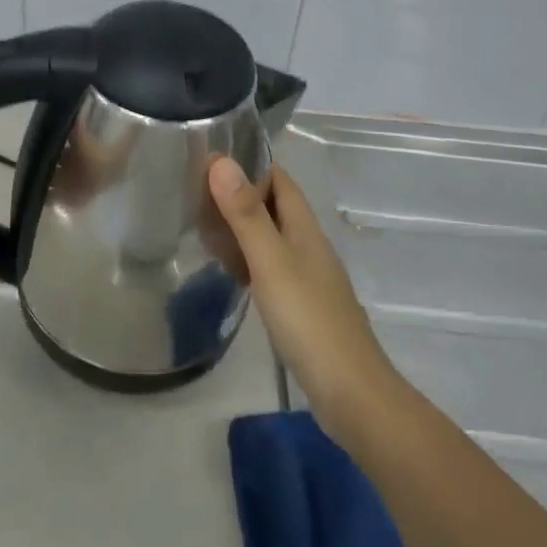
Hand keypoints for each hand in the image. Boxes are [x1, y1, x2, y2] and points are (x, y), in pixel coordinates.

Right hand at [207, 158, 400, 443]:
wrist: (350, 392)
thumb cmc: (308, 319)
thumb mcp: (270, 262)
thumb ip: (246, 214)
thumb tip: (222, 161)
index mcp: (305, 228)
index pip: (280, 180)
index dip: (251, 163)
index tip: (212, 153)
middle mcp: (309, 246)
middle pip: (274, 207)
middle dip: (240, 194)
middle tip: (195, 190)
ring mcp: (307, 277)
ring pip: (271, 238)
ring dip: (242, 227)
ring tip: (203, 224)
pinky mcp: (302, 306)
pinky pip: (270, 267)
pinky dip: (247, 259)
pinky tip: (230, 270)